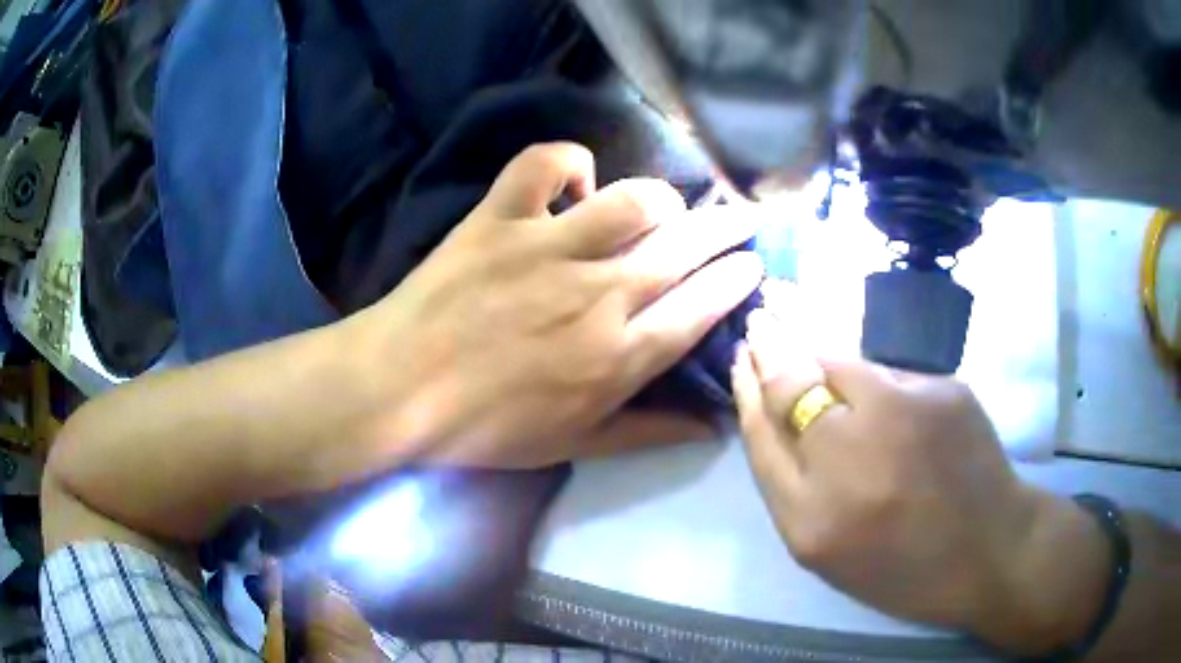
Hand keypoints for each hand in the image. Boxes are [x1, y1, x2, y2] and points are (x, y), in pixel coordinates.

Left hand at [351, 142, 763, 467]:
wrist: (399, 389)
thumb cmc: (485, 427)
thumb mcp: (574, 444)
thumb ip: (649, 433)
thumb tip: (712, 428)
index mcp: (618, 356)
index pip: (702, 307)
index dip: (737, 280)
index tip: (754, 264)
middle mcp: (597, 294)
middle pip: (685, 247)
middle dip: (729, 229)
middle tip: (746, 217)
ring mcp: (546, 247)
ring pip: (633, 200)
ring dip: (663, 199)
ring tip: (668, 206)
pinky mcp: (499, 218)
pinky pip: (544, 164)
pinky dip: (567, 161)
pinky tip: (576, 179)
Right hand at [731, 306, 1110, 652]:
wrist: (990, 551)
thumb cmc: (903, 567)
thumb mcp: (829, 549)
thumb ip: (793, 483)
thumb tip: (771, 407)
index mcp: (811, 520)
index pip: (760, 433)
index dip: (747, 389)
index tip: (741, 358)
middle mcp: (849, 458)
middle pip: (792, 384)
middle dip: (771, 348)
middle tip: (763, 321)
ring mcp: (902, 414)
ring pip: (841, 364)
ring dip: (826, 360)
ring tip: (839, 372)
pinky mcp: (943, 390)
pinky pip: (892, 375)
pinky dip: (882, 384)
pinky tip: (897, 409)